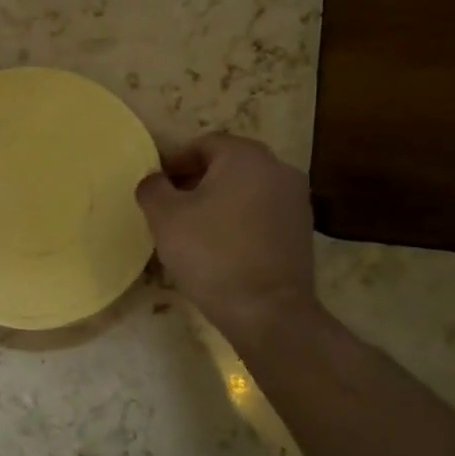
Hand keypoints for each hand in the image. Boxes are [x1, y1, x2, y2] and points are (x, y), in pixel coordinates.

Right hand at [136, 133, 322, 339]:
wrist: (267, 310)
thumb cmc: (211, 253)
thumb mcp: (165, 217)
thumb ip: (153, 188)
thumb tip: (155, 181)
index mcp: (245, 156)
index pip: (202, 145)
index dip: (173, 163)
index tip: (155, 187)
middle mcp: (277, 168)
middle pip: (226, 165)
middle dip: (195, 182)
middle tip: (169, 208)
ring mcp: (296, 200)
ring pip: (245, 190)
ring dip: (218, 202)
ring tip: (193, 230)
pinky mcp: (302, 231)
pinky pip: (261, 214)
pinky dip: (239, 221)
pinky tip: (220, 247)